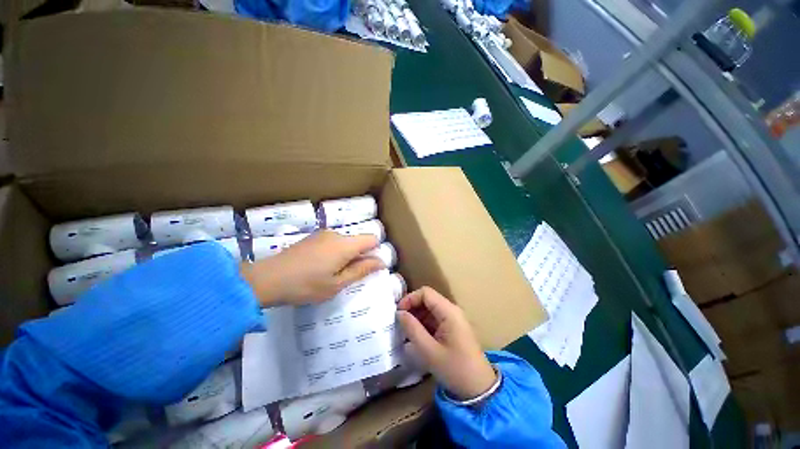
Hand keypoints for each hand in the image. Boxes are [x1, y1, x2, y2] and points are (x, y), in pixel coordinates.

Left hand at [241, 231, 382, 306]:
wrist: (267, 279)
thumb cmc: (306, 285)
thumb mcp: (337, 284)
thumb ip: (361, 270)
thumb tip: (381, 262)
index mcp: (345, 244)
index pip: (372, 239)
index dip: (375, 252)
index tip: (366, 268)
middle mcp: (336, 234)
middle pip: (358, 241)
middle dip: (358, 256)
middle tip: (345, 277)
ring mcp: (322, 234)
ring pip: (344, 243)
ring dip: (345, 256)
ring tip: (329, 274)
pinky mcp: (312, 237)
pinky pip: (332, 242)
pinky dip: (333, 253)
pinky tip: (318, 267)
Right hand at [396, 287, 496, 400]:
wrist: (479, 388)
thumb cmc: (455, 369)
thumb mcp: (429, 351)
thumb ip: (412, 329)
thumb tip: (399, 313)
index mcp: (449, 312)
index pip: (425, 293)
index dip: (410, 299)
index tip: (398, 313)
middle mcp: (452, 310)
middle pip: (428, 299)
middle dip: (412, 308)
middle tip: (399, 323)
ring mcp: (453, 319)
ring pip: (430, 309)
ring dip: (417, 317)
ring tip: (406, 331)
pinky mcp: (452, 328)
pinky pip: (434, 319)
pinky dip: (423, 324)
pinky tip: (416, 337)